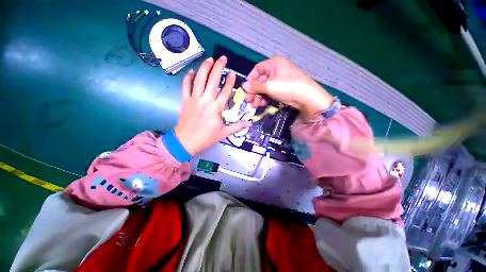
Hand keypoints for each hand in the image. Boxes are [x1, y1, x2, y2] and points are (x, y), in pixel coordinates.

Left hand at [174, 56, 251, 154]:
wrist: (186, 141)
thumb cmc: (206, 138)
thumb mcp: (224, 133)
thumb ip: (237, 126)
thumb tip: (249, 124)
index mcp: (216, 108)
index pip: (225, 91)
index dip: (229, 81)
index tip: (232, 72)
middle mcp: (206, 100)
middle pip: (212, 80)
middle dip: (218, 67)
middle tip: (222, 58)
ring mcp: (194, 99)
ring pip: (199, 80)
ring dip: (204, 68)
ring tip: (209, 59)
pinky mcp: (185, 100)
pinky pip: (186, 86)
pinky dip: (188, 78)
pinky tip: (192, 71)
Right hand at [242, 55, 332, 120]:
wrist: (307, 98)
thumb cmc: (287, 87)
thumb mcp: (268, 86)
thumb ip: (255, 86)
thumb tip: (243, 86)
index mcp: (273, 63)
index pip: (257, 69)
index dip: (250, 79)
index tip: (246, 90)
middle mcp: (277, 69)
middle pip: (260, 80)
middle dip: (254, 91)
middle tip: (249, 101)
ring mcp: (281, 79)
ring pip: (265, 87)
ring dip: (259, 96)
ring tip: (256, 105)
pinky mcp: (283, 89)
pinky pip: (271, 92)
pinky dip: (266, 98)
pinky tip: (262, 104)